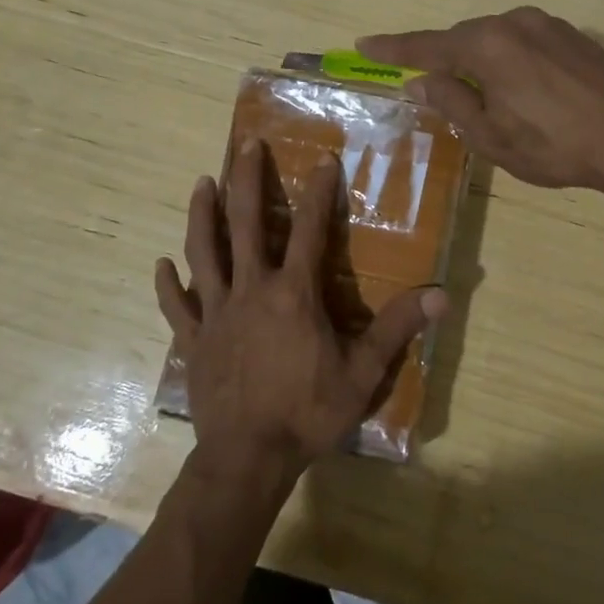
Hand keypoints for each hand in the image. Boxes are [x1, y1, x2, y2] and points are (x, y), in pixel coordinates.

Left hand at [155, 142, 448, 484]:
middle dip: (248, 181)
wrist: (248, 458)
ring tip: (202, 182)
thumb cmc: (308, 412)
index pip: (310, 230)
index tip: (322, 159)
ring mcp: (217, 312)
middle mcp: (251, 290)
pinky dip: (170, 284)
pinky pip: (178, 306)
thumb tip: (441, 296)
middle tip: (246, 145)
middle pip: (247, 224)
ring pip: (205, 252)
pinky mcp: (194, 339)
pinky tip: (162, 264)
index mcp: (293, 293)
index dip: (319, 193)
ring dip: (202, 215)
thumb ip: (398, 329)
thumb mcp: (362, 372)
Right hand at [358, 7, 603, 196]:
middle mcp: (513, 22)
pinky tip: (523, 89)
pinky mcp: (573, 35)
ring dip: (481, 62)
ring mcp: (548, 24)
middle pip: (464, 40)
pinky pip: (524, 41)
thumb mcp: (491, 135)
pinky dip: (510, 60)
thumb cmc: (553, 145)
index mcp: (486, 46)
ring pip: (496, 39)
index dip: (394, 48)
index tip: (364, 43)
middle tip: (430, 86)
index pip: (427, 46)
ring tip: (485, 97)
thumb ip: (452, 102)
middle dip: (444, 60)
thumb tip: (421, 81)